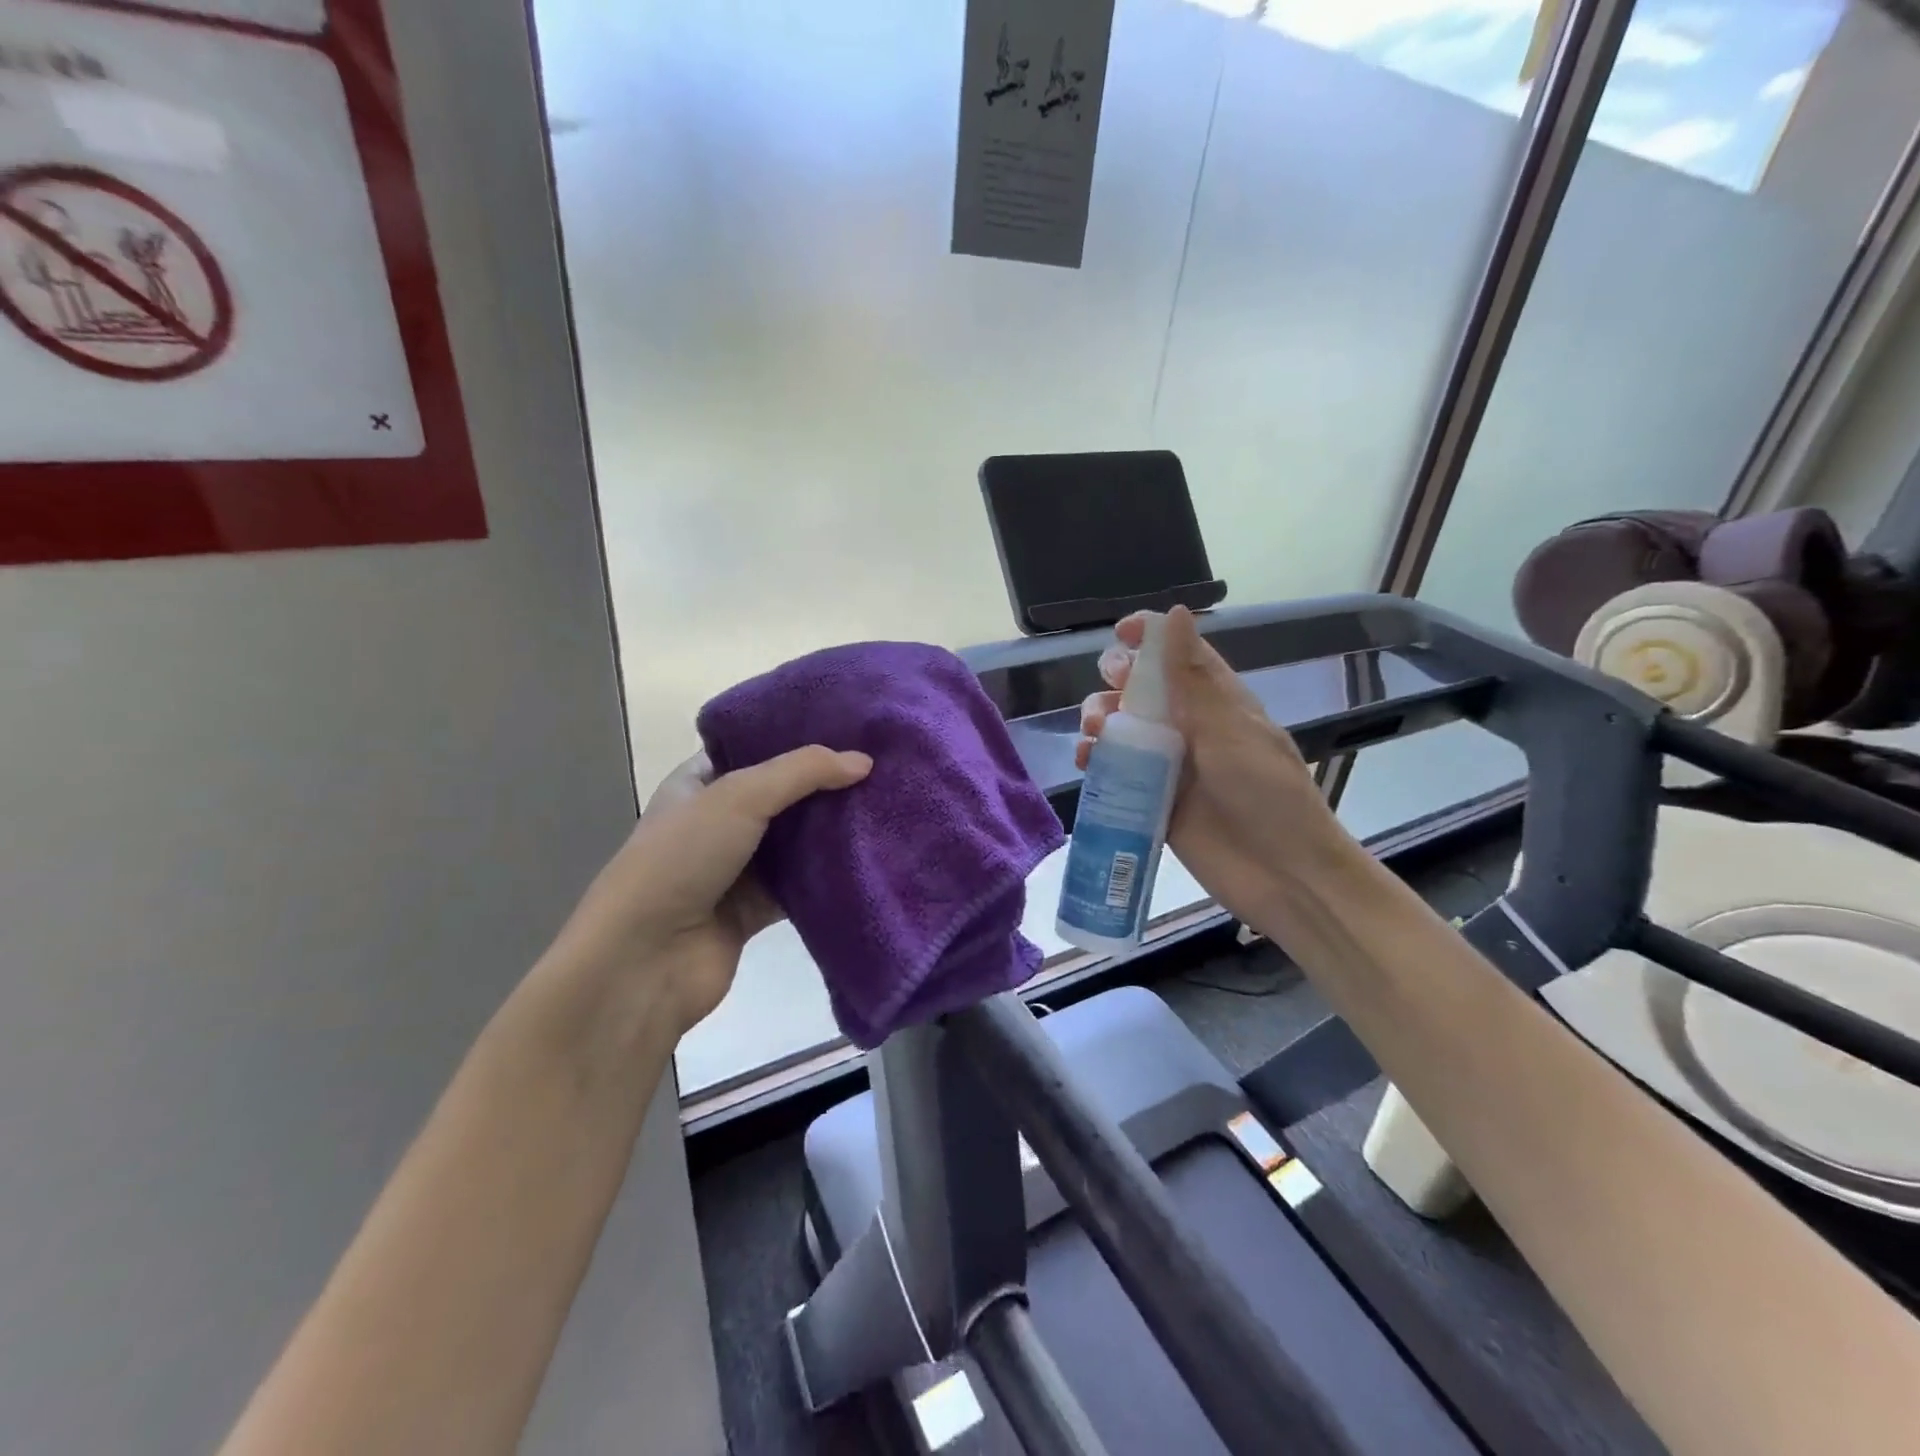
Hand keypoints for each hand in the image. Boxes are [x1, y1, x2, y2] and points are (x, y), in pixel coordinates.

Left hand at [545, 746, 871, 1037]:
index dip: (797, 737)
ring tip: (885, 807)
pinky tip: (871, 859)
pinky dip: (829, 876)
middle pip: (782, 795)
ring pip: (796, 842)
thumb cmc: (681, 859)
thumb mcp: (738, 796)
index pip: (754, 748)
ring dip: (831, 831)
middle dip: (825, 785)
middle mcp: (718, 821)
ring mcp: (737, 868)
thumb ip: (802, 772)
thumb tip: (864, 762)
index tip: (849, 730)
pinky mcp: (755, 910)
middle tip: (880, 768)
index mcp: (700, 784)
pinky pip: (801, 886)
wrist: (644, 960)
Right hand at [1076, 606, 1348, 923]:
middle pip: (1144, 692)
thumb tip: (1175, 612)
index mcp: (1218, 703)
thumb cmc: (1266, 795)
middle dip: (1118, 683)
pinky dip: (1098, 764)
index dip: (1150, 638)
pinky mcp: (1154, 802)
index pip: (1180, 656)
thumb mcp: (1229, 730)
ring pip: (1125, 731)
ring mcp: (1171, 767)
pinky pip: (1119, 774)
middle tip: (1109, 690)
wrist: (1283, 876)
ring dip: (1102, 722)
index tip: (1120, 632)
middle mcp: (1192, 729)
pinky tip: (1087, 762)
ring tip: (1093, 732)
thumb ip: (1194, 678)